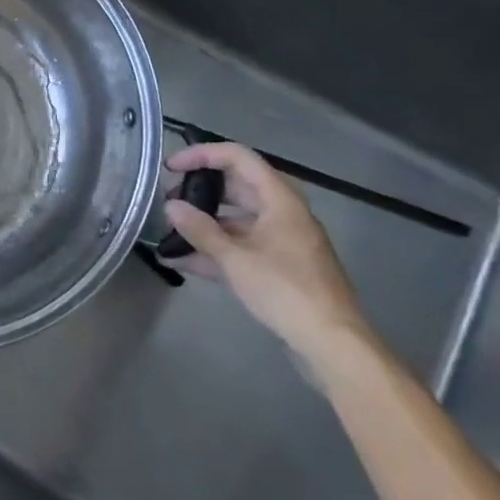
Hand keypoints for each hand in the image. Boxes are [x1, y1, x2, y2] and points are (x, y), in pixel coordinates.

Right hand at [164, 143, 371, 366]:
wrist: (333, 344)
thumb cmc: (286, 291)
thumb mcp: (236, 259)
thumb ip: (201, 230)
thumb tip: (171, 207)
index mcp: (279, 199)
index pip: (237, 158)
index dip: (202, 155)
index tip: (171, 168)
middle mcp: (282, 213)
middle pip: (236, 187)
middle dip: (199, 191)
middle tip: (166, 200)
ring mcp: (282, 241)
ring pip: (236, 219)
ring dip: (204, 224)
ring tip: (168, 231)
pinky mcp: (279, 267)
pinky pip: (242, 246)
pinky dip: (215, 250)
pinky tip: (183, 261)